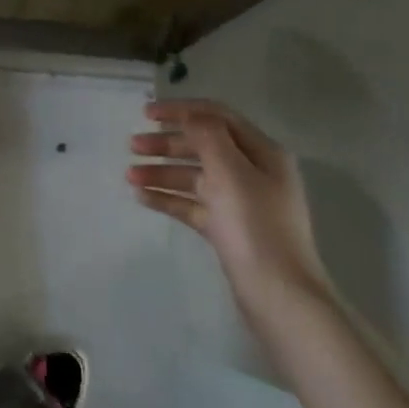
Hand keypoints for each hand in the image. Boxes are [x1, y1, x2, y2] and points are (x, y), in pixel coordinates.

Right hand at [127, 100, 330, 323]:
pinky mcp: (227, 229)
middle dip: (166, 143)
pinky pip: (192, 204)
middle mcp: (253, 173)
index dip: (181, 110)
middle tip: (132, 146)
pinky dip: (168, 198)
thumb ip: (207, 137)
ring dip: (162, 171)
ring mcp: (240, 202)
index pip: (217, 117)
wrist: (279, 297)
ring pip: (194, 176)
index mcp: (262, 153)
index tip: (145, 113)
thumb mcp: (231, 173)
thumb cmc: (255, 227)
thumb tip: (189, 116)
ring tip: (129, 176)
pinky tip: (142, 198)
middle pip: (203, 146)